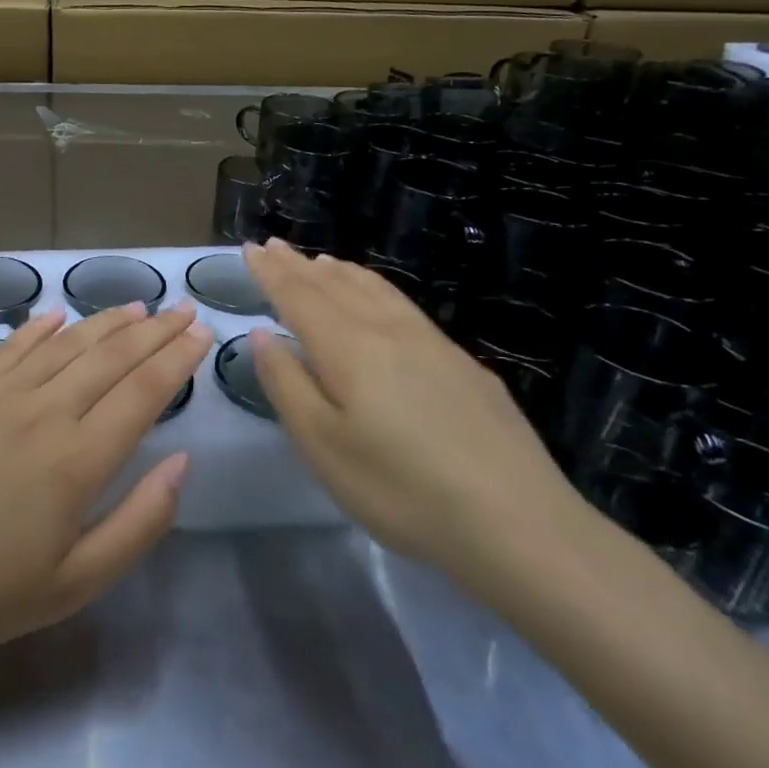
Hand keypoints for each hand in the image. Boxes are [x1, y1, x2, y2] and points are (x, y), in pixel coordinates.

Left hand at [0, 301, 211, 659]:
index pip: (142, 392)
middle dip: (155, 331)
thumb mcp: (82, 580)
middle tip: (184, 308)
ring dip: (106, 321)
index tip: (203, 334)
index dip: (178, 359)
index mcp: (77, 460)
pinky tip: (59, 314)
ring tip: (138, 307)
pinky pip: (11, 346)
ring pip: (65, 344)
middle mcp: (43, 412)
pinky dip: (40, 327)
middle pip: (110, 357)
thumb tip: (183, 461)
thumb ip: (142, 520)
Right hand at [245, 239, 577, 574]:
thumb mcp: (323, 446)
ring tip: (318, 261)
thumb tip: (263, 335)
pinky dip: (375, 287)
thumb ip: (287, 384)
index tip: (249, 248)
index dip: (271, 272)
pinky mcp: (462, 363)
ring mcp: (430, 343)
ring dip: (338, 271)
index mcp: (347, 348)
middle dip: (298, 265)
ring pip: (374, 289)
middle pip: (333, 286)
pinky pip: (402, 304)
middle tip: (272, 245)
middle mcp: (386, 330)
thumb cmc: (402, 489)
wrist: (519, 523)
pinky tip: (378, 298)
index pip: (298, 296)